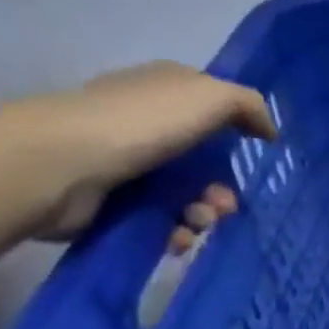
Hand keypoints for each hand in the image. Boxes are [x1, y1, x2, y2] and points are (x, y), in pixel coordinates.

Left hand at [7, 62, 276, 238]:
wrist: (59, 165)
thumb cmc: (141, 123)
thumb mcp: (211, 96)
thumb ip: (249, 106)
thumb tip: (269, 130)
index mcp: (165, 90)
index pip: (212, 108)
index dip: (239, 133)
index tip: (255, 160)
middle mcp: (145, 122)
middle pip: (204, 161)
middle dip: (223, 187)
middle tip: (226, 204)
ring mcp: (126, 163)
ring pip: (185, 194)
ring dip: (204, 214)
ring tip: (199, 223)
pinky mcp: (112, 201)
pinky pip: (159, 220)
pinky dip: (176, 232)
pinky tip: (178, 238)